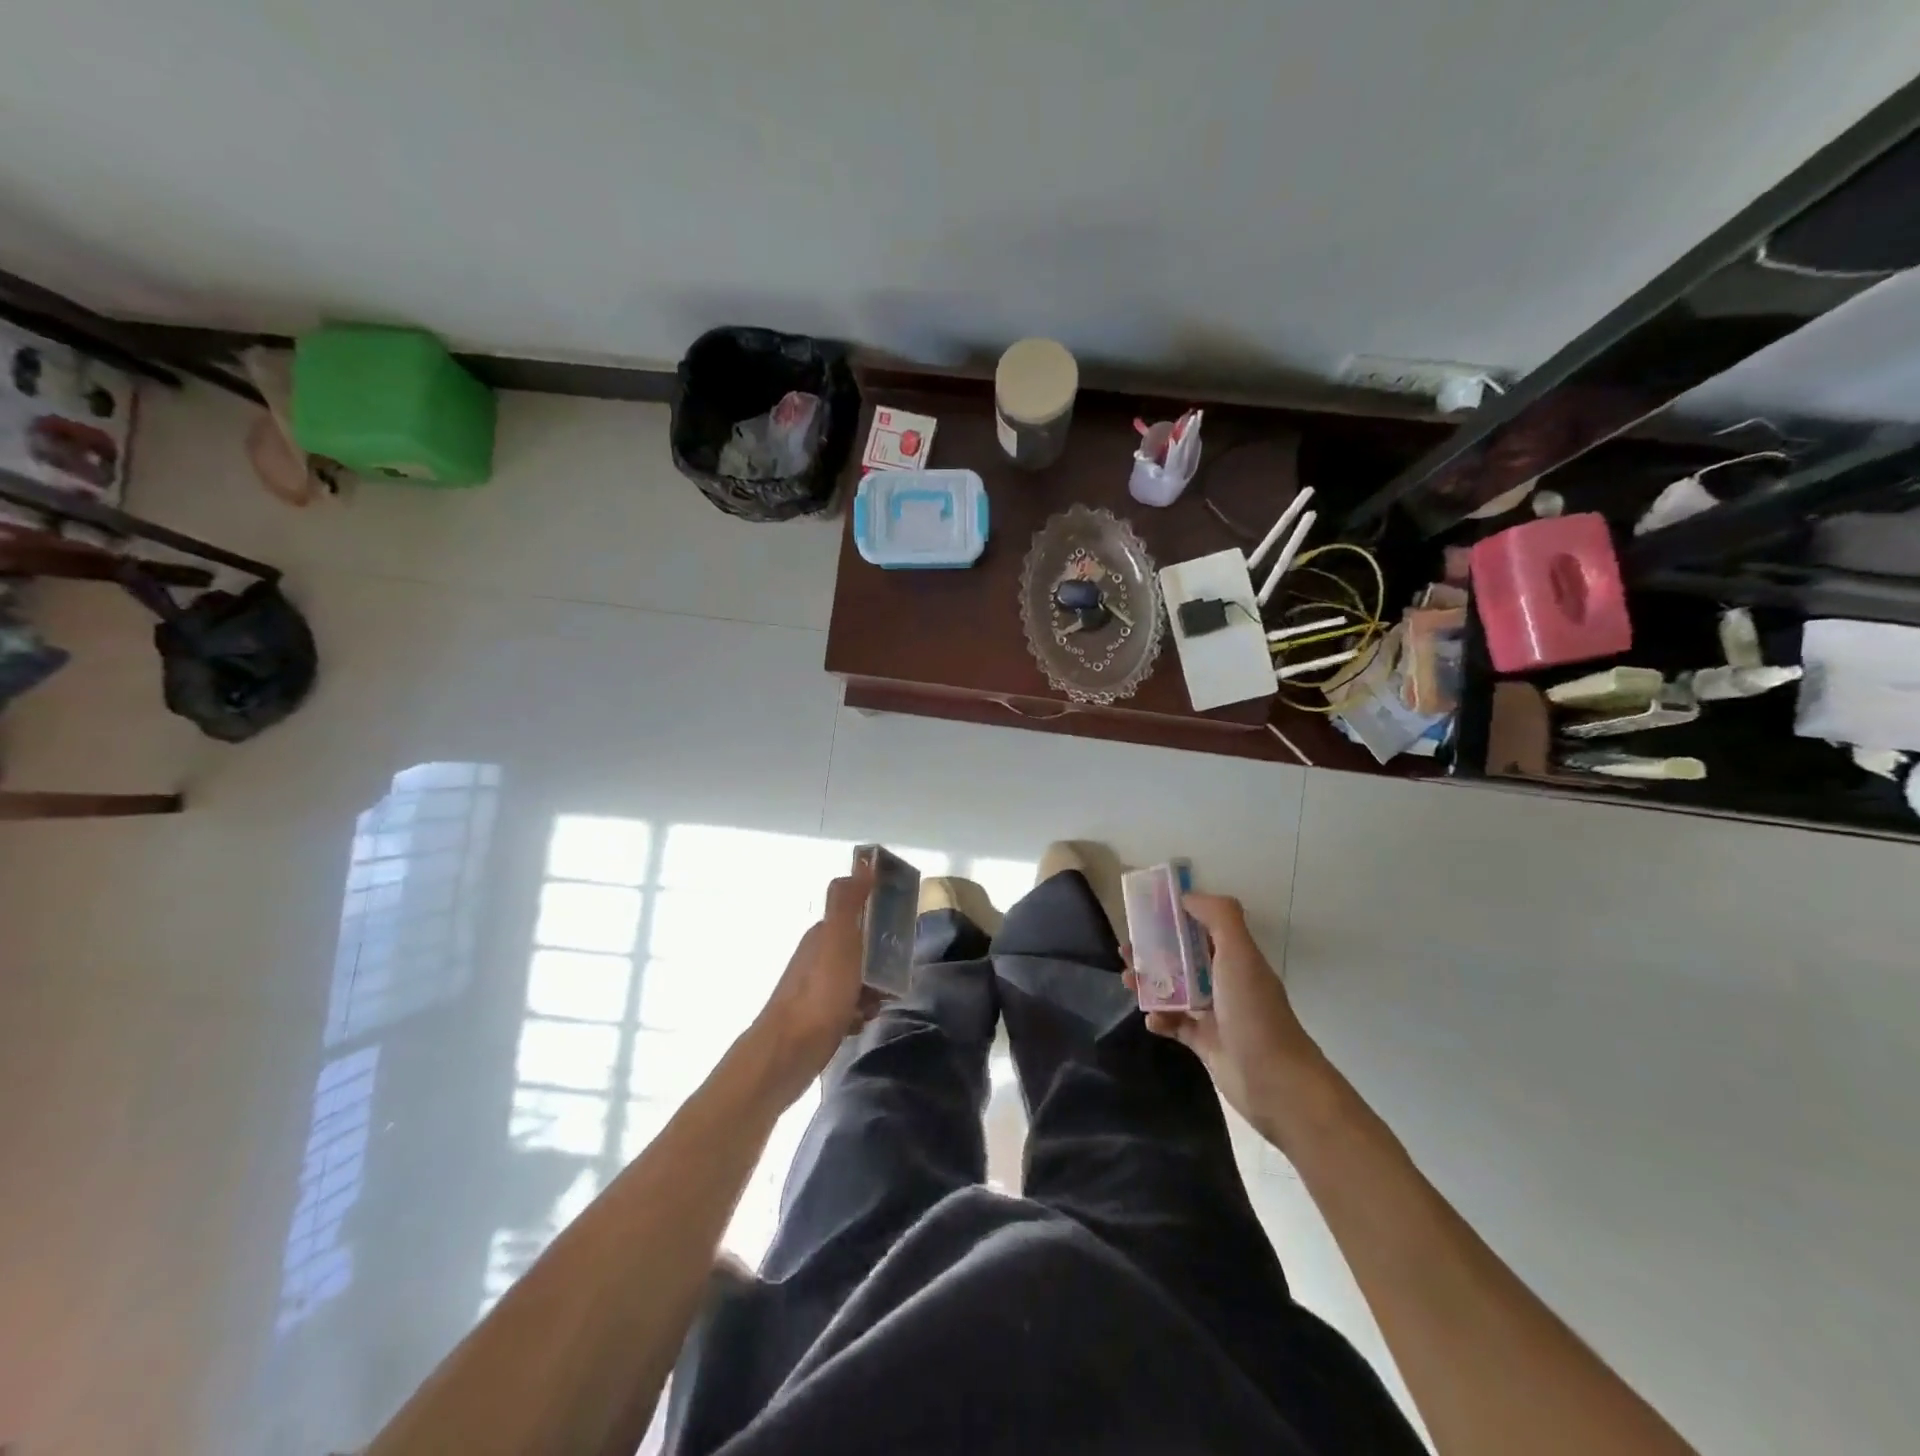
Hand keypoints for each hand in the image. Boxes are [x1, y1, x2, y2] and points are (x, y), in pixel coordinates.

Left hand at [752, 859, 884, 1102]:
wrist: (787, 1055)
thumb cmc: (819, 994)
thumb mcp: (838, 940)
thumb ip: (849, 901)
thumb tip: (864, 862)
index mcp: (824, 933)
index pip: (860, 915)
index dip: (883, 921)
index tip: (902, 935)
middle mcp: (818, 955)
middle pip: (862, 948)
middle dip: (882, 962)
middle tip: (894, 977)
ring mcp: (817, 987)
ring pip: (858, 979)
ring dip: (873, 990)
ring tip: (878, 1004)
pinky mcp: (818, 1017)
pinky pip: (849, 1006)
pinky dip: (859, 1012)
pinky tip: (861, 1023)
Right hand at [1127, 892, 1324, 1140]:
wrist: (1273, 1080)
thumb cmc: (1253, 1010)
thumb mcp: (1239, 953)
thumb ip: (1218, 917)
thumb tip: (1188, 897)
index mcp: (1234, 957)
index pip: (1201, 927)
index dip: (1175, 917)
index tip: (1145, 912)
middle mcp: (1225, 981)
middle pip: (1182, 957)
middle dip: (1153, 951)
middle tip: (1126, 950)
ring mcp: (1215, 1013)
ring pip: (1174, 990)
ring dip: (1150, 983)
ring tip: (1128, 981)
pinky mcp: (1204, 1042)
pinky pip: (1174, 1024)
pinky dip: (1160, 1020)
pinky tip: (1152, 1020)